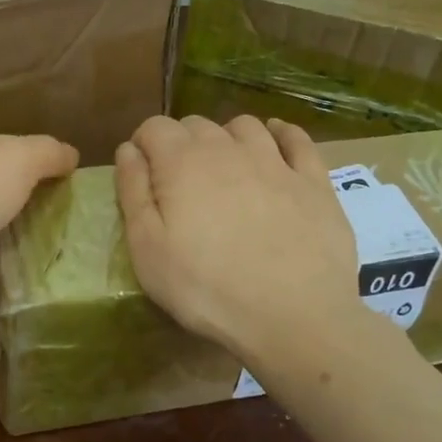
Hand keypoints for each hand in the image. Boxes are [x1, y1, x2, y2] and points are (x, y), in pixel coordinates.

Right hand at [116, 115, 359, 360]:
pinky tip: (276, 141)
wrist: (292, 317)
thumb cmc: (206, 289)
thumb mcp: (147, 250)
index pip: (154, 127)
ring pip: (244, 126)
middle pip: (196, 124)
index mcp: (182, 163)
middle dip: (180, 143)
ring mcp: (275, 161)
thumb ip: (133, 193)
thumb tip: (127, 151)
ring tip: (223, 166)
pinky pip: (296, 139)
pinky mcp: (314, 181)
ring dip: (226, 137)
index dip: (143, 144)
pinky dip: (281, 133)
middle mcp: (228, 149)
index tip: (141, 173)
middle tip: (178, 182)